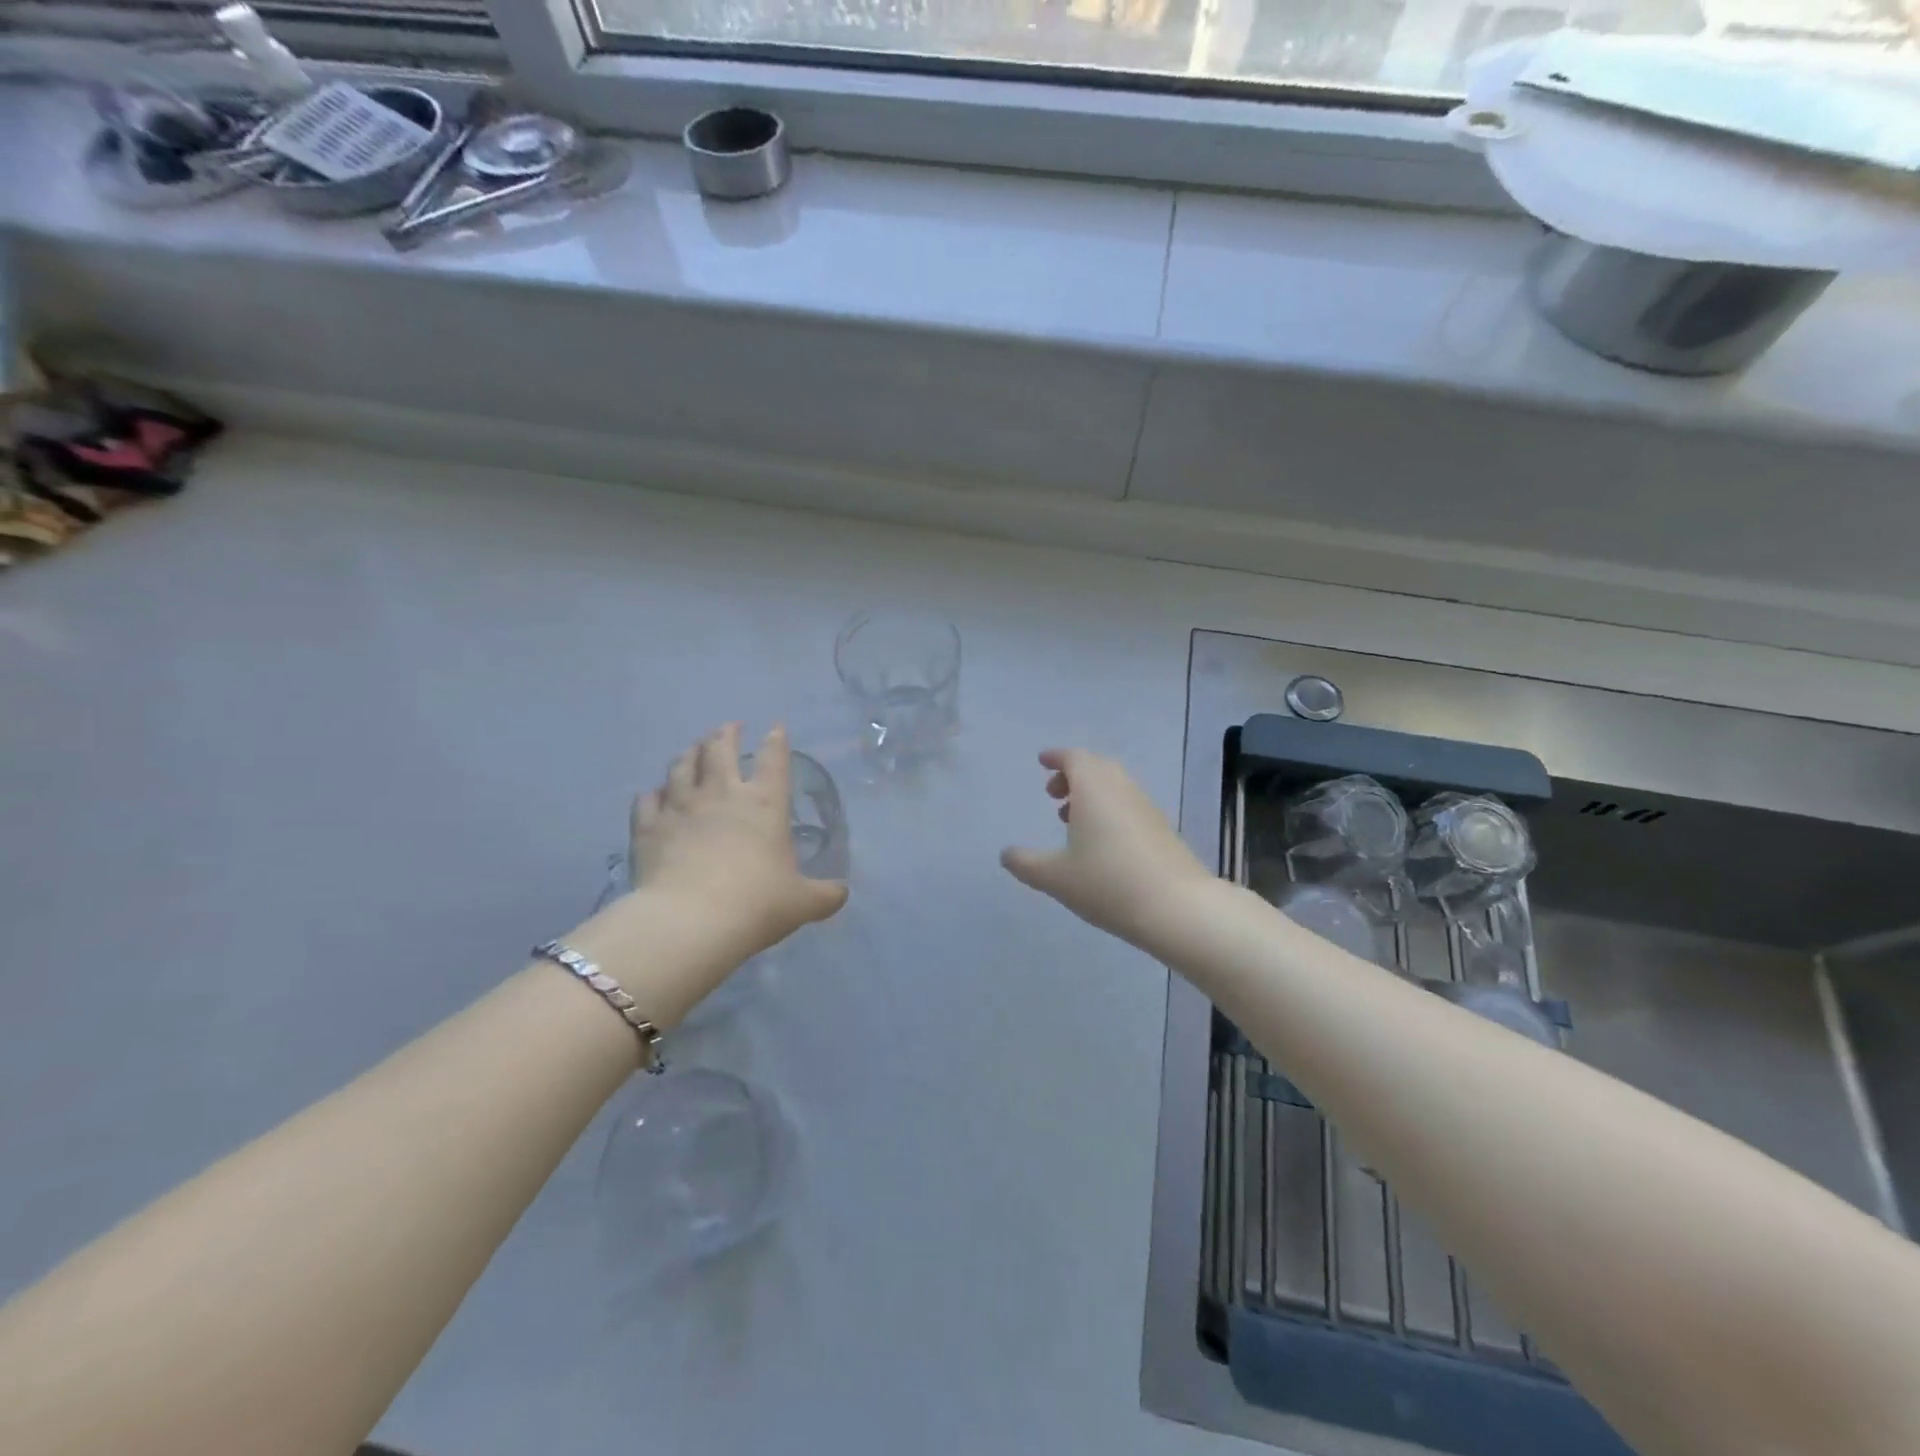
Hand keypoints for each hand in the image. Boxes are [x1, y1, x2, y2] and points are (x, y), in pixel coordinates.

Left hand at [572, 724, 847, 1022]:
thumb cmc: (756, 904)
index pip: (773, 759)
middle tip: (729, 728)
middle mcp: (722, 794)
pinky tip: (654, 793)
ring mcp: (681, 807)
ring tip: (693, 749)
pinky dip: (653, 793)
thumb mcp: (802, 903)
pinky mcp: (649, 827)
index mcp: (765, 804)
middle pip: (721, 749)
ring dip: (689, 754)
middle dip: (726, 734)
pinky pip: (647, 800)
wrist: (690, 921)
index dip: (776, 740)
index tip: (776, 727)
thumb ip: (825, 895)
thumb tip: (842, 893)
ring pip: (682, 766)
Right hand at [1000, 748, 1214, 953]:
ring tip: (1072, 820)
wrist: (1177, 907)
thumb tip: (1006, 854)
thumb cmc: (1108, 883)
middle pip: (1096, 767)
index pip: (1074, 758)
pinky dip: (1110, 808)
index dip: (1056, 757)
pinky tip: (1102, 842)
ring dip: (1092, 793)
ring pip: (1115, 786)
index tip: (1043, 762)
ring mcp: (1146, 807)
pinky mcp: (1162, 828)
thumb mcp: (1055, 877)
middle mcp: (1122, 789)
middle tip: (1053, 794)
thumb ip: (1026, 863)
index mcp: (1094, 788)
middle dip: (1073, 774)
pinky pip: (1129, 804)